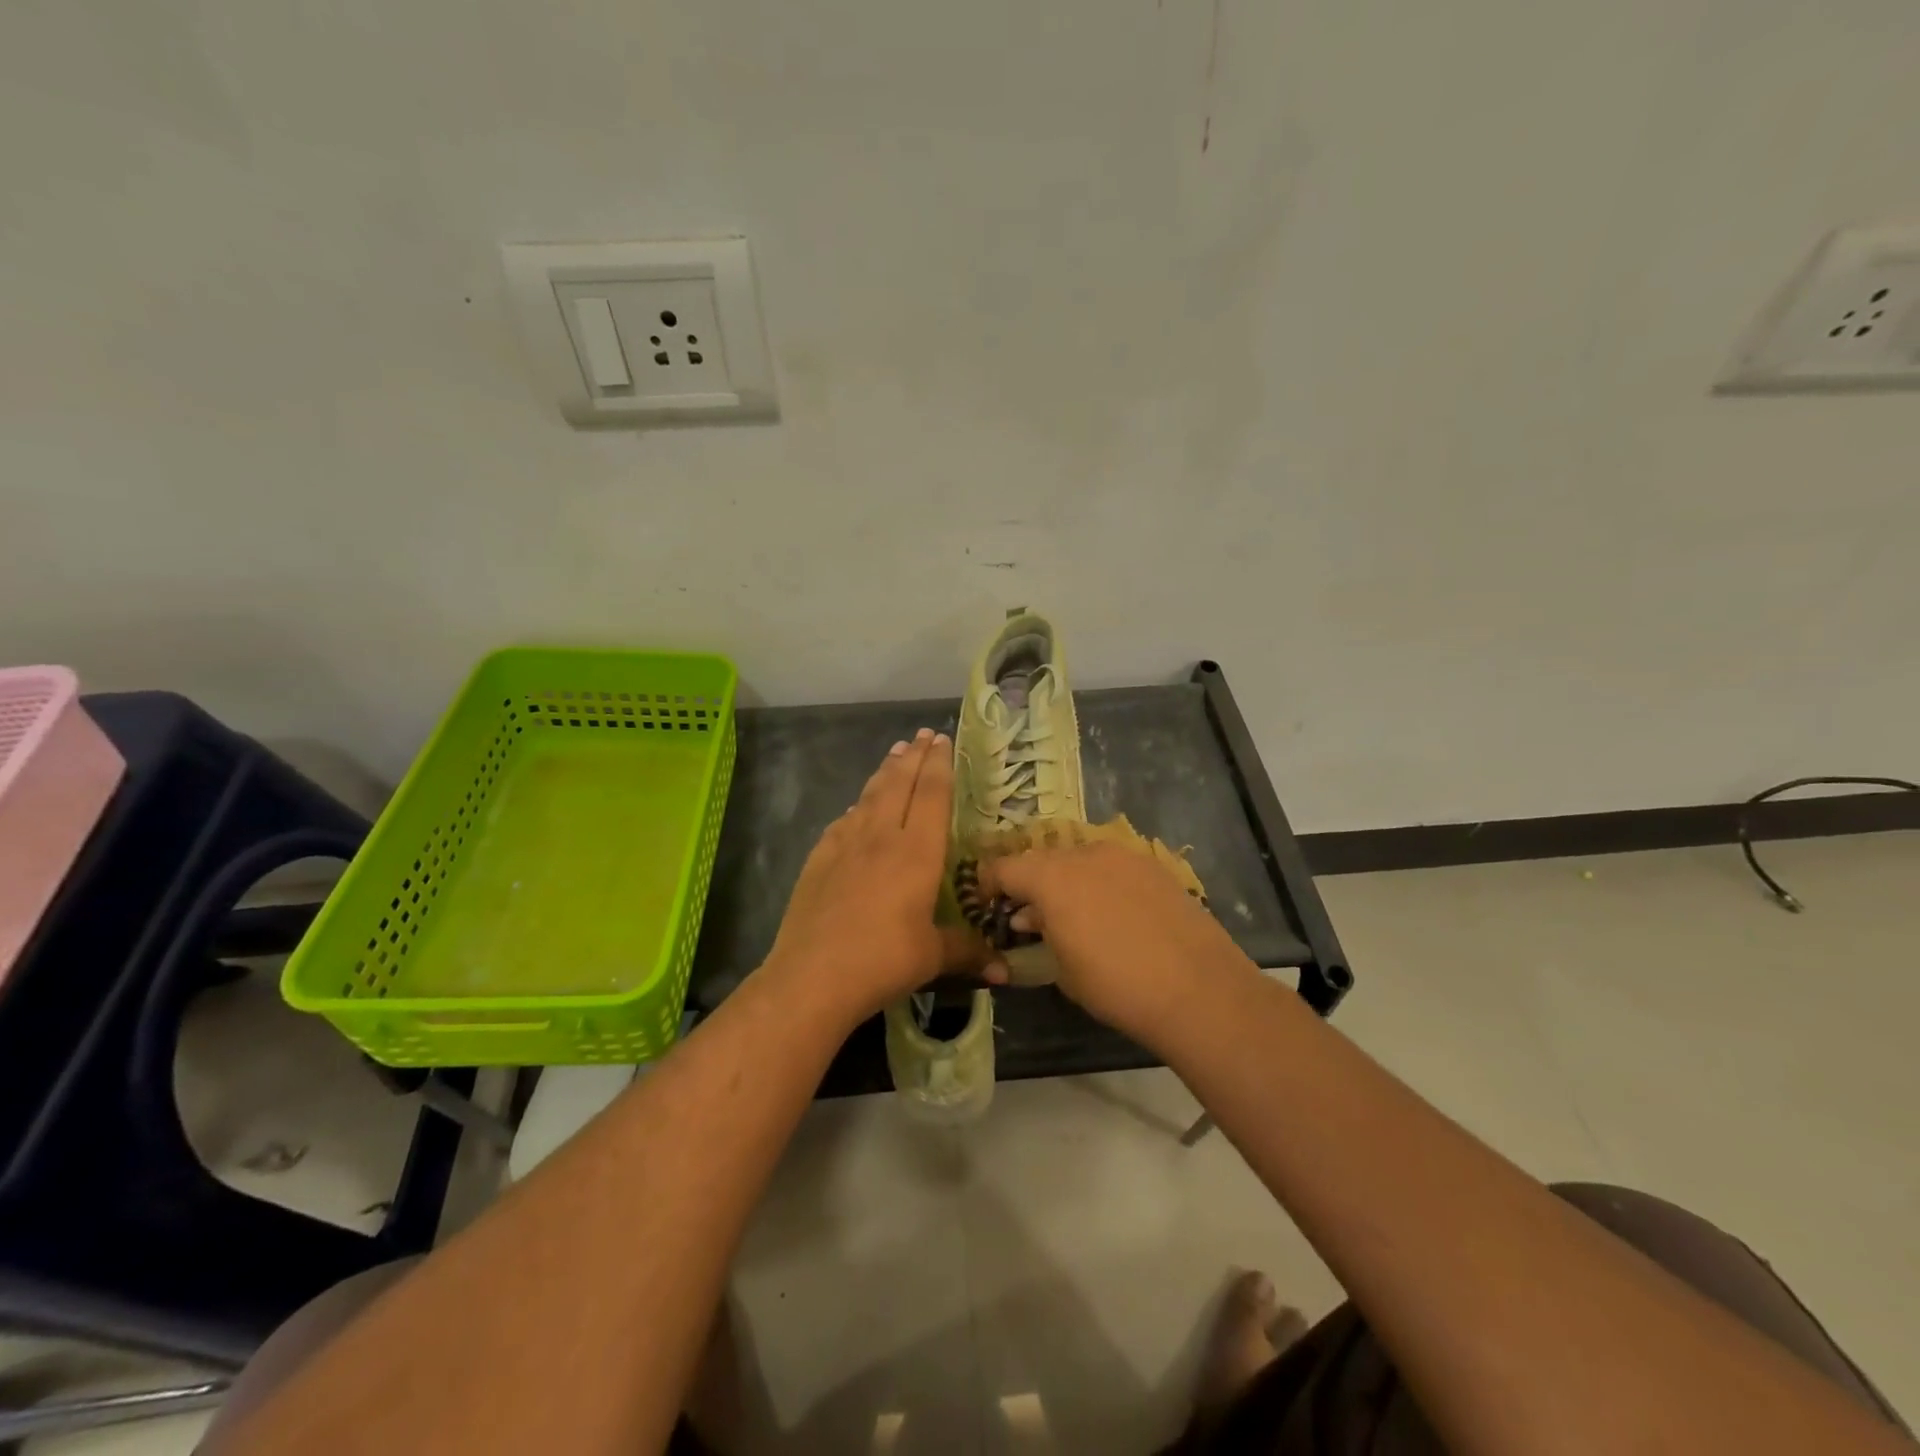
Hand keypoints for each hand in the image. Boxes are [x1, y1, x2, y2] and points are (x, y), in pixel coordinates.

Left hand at [763, 729, 994, 1023]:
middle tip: (922, 735)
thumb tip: (1005, 972)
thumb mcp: (933, 957)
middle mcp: (882, 837)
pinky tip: (856, 808)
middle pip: (899, 785)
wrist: (812, 975)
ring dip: (885, 772)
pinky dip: (856, 808)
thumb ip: (969, 952)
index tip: (943, 740)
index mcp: (917, 852)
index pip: (932, 795)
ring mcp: (845, 845)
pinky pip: (843, 822)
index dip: (939, 765)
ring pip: (869, 796)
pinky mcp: (818, 859)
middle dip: (913, 757)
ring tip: (895, 753)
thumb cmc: (883, 960)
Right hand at [978, 842, 1253, 1039]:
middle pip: (1042, 860)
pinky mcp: (1154, 866)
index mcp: (1051, 877)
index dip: (988, 883)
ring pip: (1079, 860)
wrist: (1197, 988)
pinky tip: (1113, 915)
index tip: (987, 904)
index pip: (1004, 867)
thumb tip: (1029, 920)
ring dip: (1066, 882)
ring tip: (1073, 917)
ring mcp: (1123, 855)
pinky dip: (1100, 883)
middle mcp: (1084, 854)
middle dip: (1029, 884)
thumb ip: (1038, 935)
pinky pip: (1112, 867)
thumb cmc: (1116, 985)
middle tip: (1030, 917)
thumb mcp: (1061, 970)